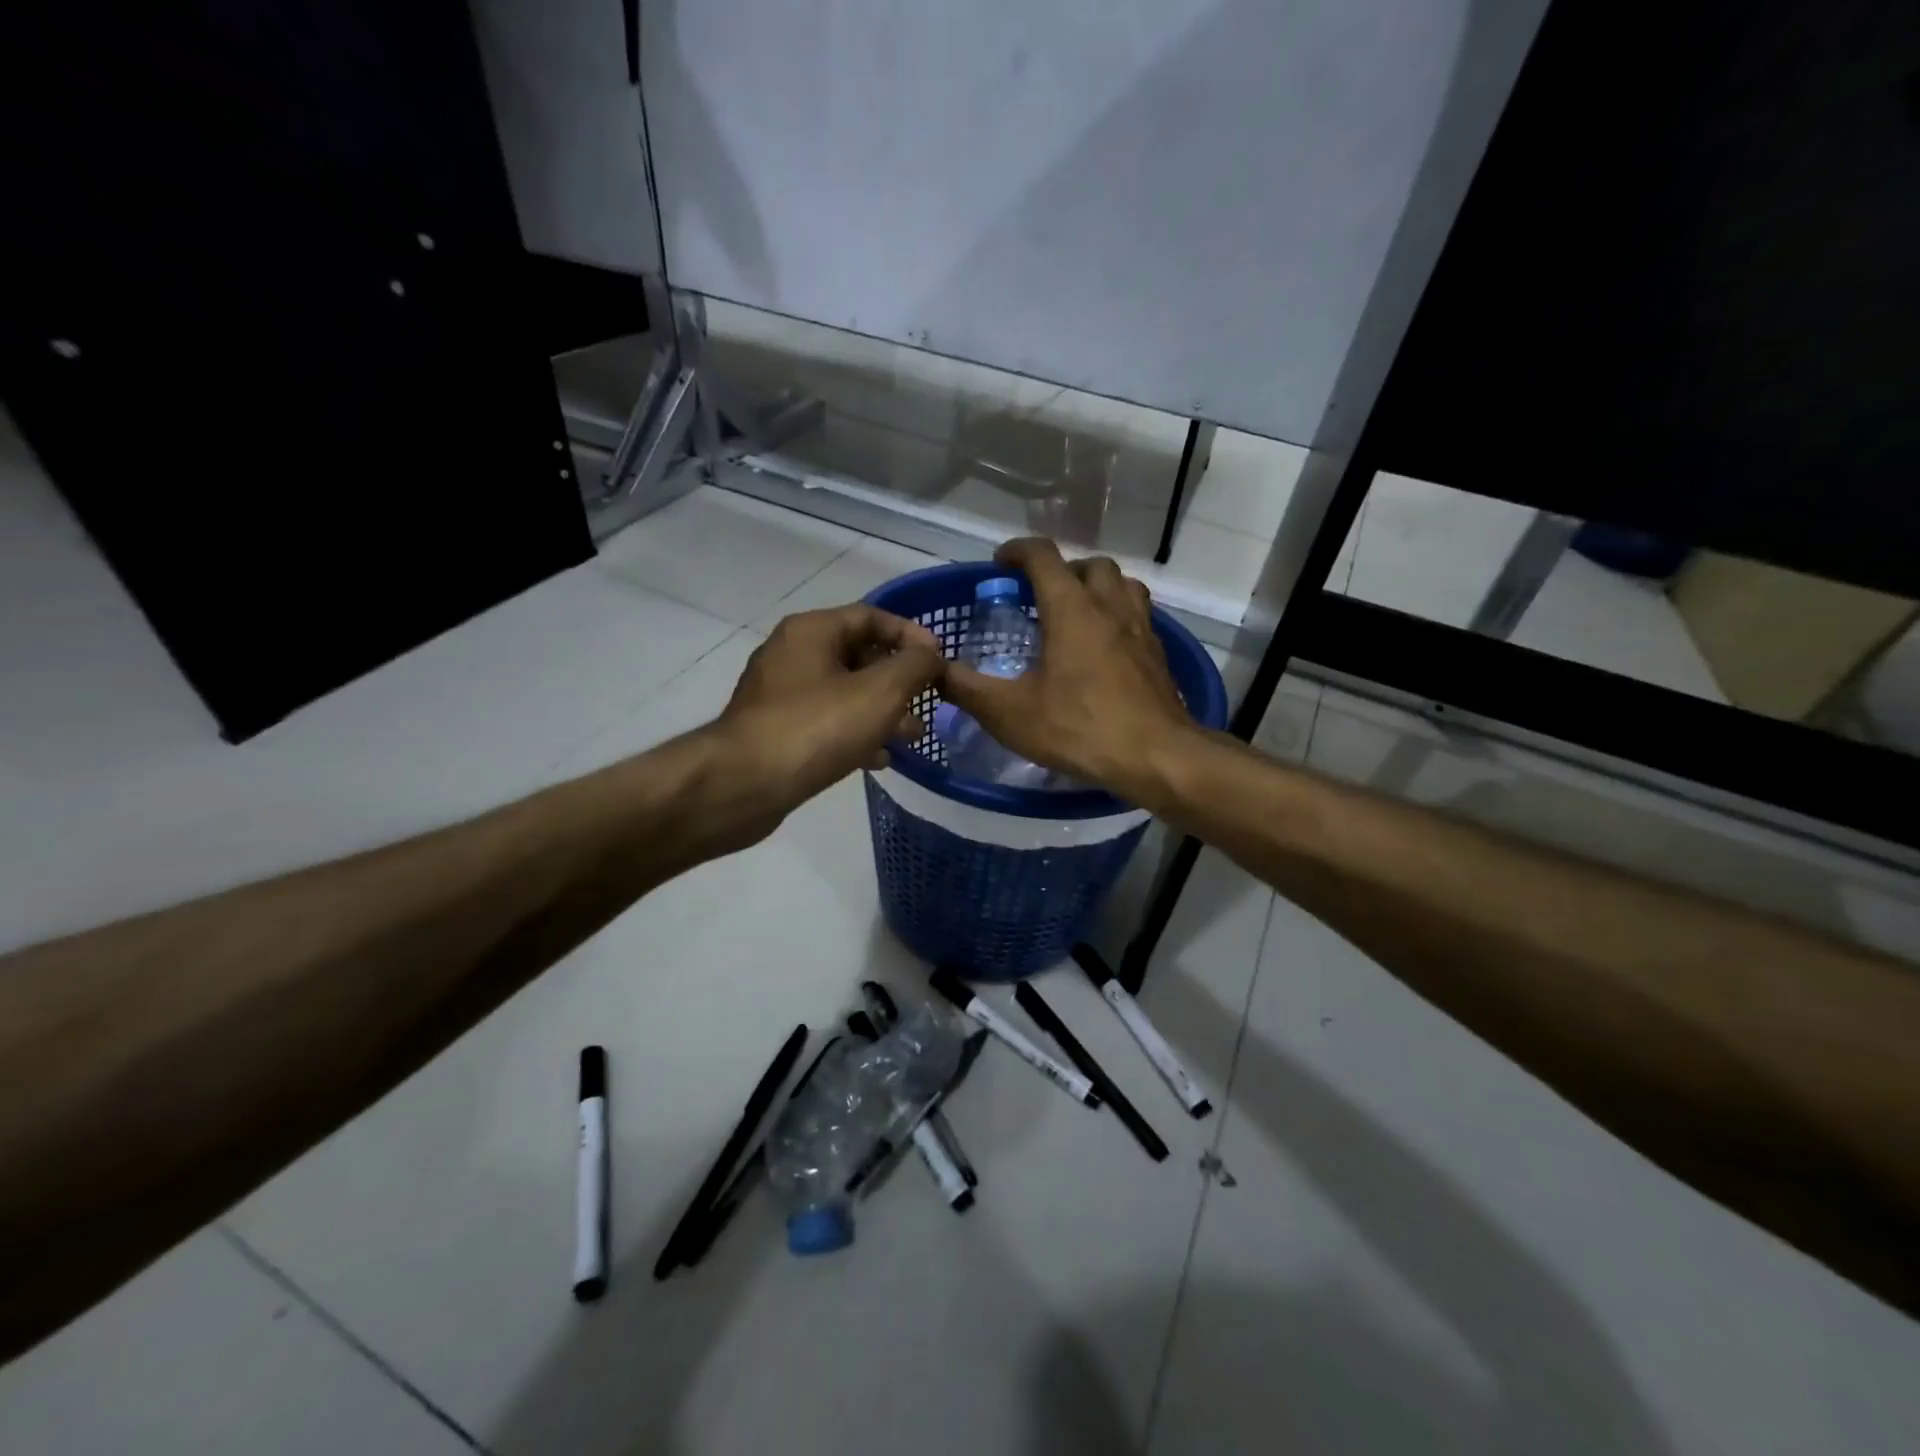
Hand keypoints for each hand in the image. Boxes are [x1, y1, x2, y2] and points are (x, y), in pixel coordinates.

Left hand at [713, 604, 942, 832]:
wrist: (744, 784)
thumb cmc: (817, 728)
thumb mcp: (880, 691)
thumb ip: (915, 666)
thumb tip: (930, 655)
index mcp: (811, 630)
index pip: (871, 616)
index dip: (910, 635)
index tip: (939, 661)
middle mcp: (791, 654)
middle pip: (858, 655)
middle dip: (898, 680)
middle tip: (926, 704)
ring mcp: (779, 694)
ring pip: (844, 693)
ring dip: (881, 711)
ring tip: (910, 737)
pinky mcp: (775, 730)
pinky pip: (825, 722)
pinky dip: (855, 734)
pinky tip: (878, 759)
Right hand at [941, 538, 1196, 801]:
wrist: (1157, 757)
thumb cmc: (1080, 728)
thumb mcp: (1010, 714)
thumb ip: (966, 688)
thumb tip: (933, 669)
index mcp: (1072, 609)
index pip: (1044, 557)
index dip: (1018, 551)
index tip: (1000, 563)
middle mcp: (1110, 607)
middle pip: (1090, 565)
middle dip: (1062, 569)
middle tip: (1040, 593)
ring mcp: (1141, 629)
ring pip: (1122, 584)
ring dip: (1097, 587)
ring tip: (1077, 613)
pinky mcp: (1158, 654)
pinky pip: (1139, 615)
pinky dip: (1118, 616)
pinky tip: (1105, 648)